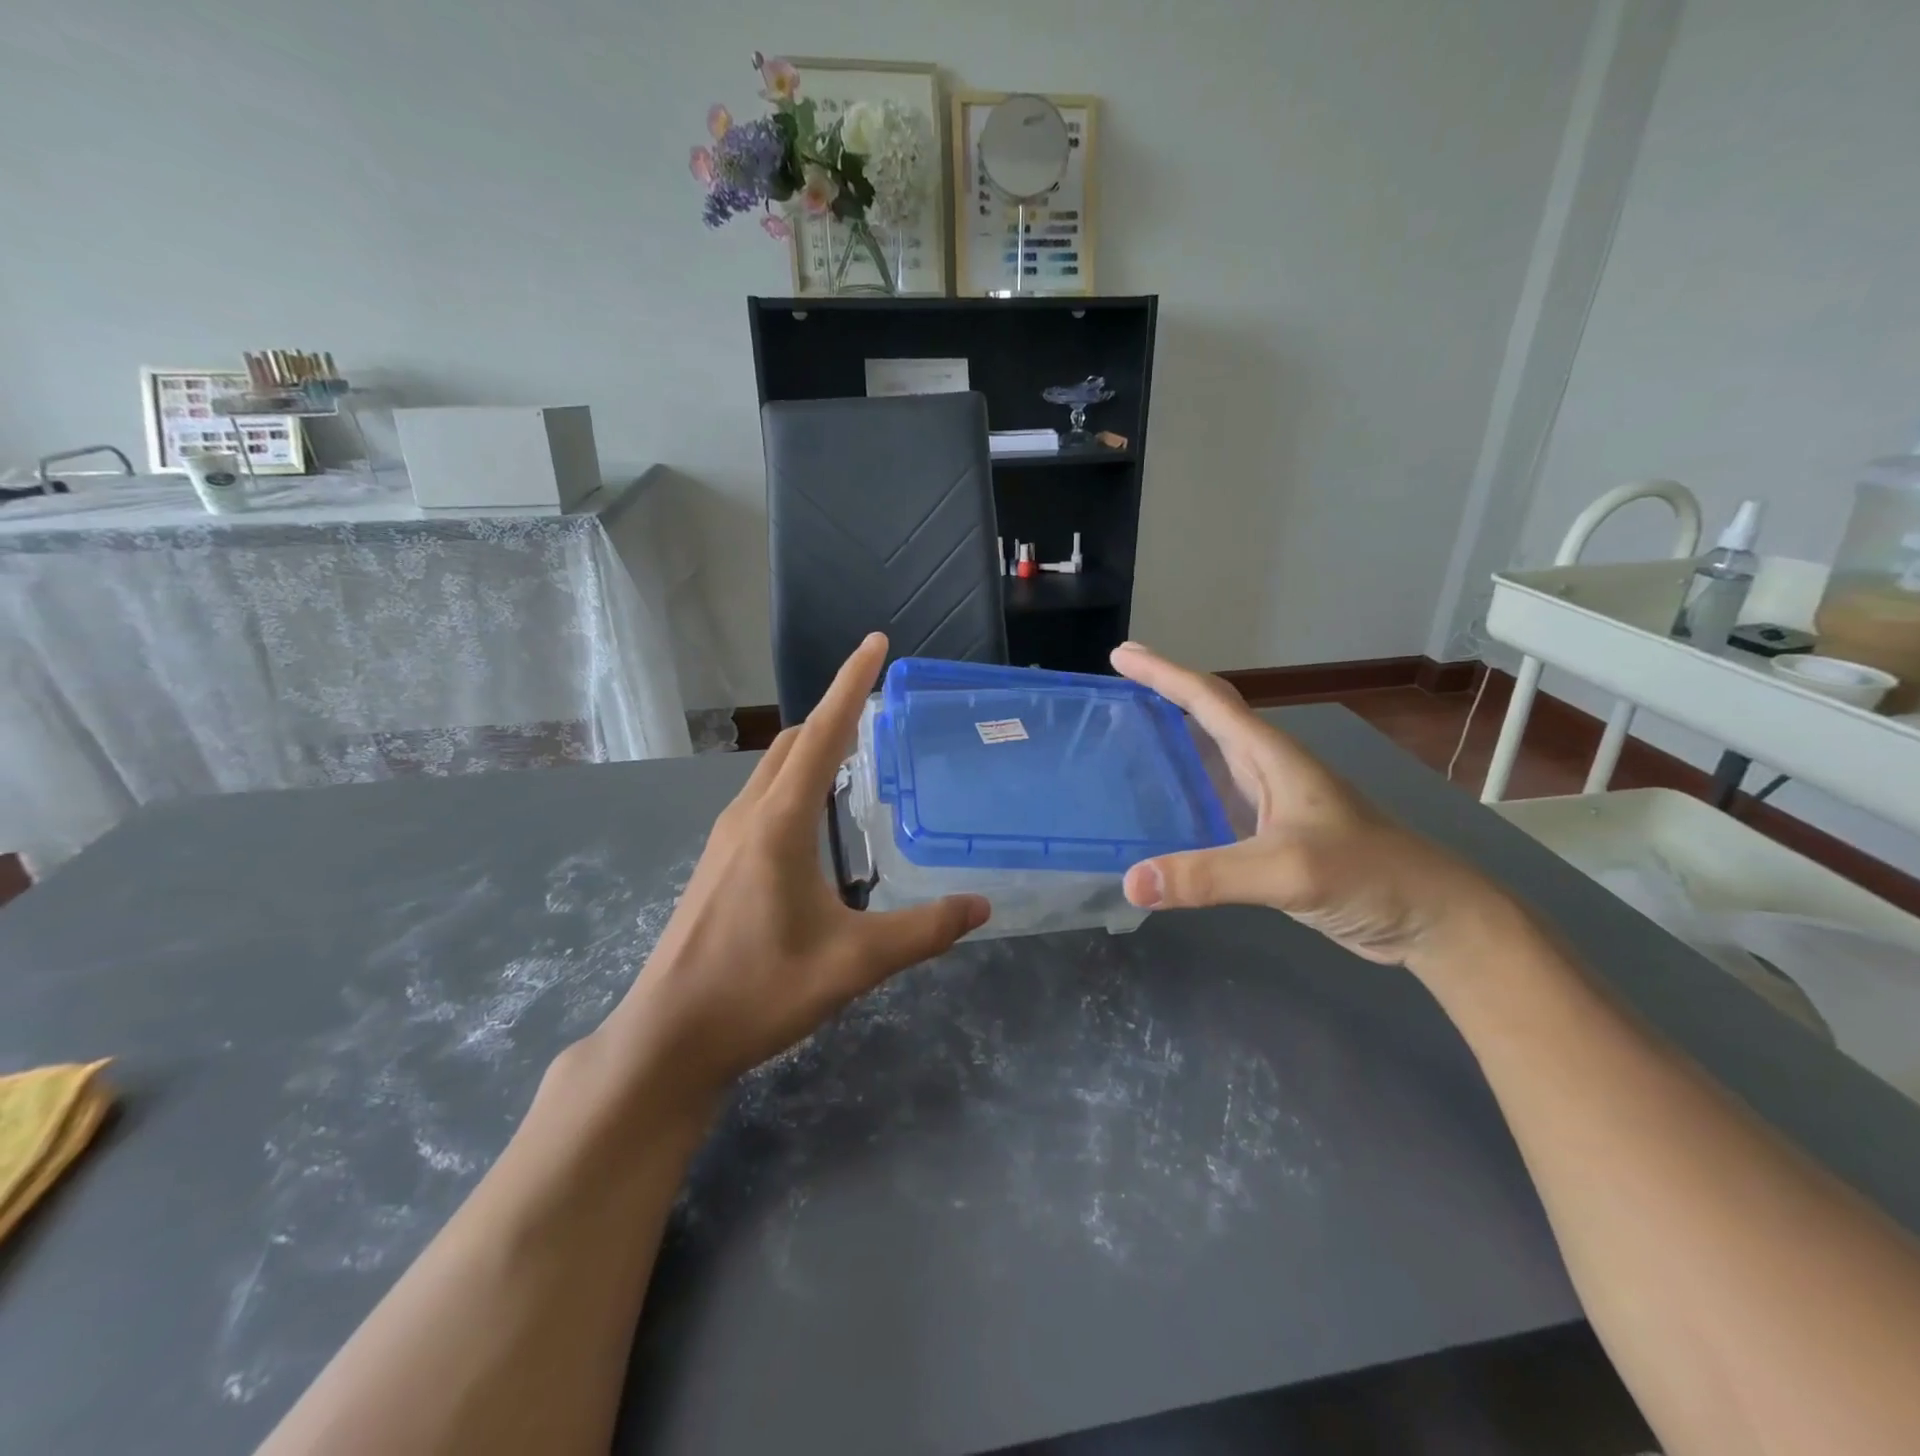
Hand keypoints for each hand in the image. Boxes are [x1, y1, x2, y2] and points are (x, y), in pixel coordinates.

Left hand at [601, 633, 989, 1106]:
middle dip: (837, 712)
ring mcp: (727, 837)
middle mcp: (749, 815)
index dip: (852, 684)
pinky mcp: (720, 859)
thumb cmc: (759, 991)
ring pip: (774, 767)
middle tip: (881, 704)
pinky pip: (764, 795)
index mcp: (780, 823)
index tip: (876, 643)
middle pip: (795, 741)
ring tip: (857, 751)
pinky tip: (818, 815)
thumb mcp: (853, 964)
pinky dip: (797, 778)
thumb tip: (981, 906)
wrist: (670, 1036)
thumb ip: (922, 932)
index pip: (824, 734)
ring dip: (814, 746)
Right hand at [1111, 642, 1508, 965]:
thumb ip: (1208, 876)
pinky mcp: (1272, 836)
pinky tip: (1163, 807)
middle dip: (1163, 693)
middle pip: (1208, 716)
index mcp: (1272, 757)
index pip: (1209, 700)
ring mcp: (1272, 803)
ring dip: (1173, 737)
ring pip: (1212, 755)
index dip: (1164, 674)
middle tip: (1118, 683)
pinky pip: (1215, 798)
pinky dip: (1184, 789)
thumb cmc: (1369, 875)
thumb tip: (1131, 882)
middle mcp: (1268, 770)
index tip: (1122, 655)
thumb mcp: (1287, 871)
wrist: (1431, 918)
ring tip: (1128, 735)